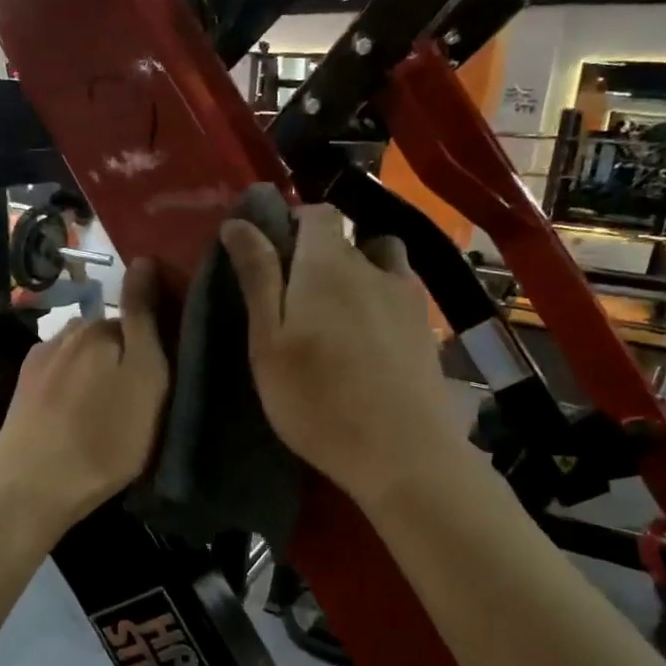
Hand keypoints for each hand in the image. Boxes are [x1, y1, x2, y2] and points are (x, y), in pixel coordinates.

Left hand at [0, 260, 169, 535]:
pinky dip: (74, 389)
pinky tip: (78, 416)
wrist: (32, 487)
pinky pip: (61, 377)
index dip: (155, 339)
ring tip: (108, 409)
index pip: (138, 315)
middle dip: (125, 355)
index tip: (166, 369)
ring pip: (83, 357)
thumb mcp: (146, 378)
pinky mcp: (24, 389)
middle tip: (141, 396)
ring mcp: (40, 360)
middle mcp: (67, 333)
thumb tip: (144, 259)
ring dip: (97, 372)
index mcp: (100, 328)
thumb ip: (144, 318)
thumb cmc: (104, 439)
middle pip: (108, 336)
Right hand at [221, 205, 466, 506]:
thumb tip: (239, 222)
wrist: (402, 452)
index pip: (318, 213)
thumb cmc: (317, 399)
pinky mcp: (426, 327)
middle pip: (348, 237)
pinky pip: (401, 291)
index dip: (295, 222)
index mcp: (328, 265)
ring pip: (381, 260)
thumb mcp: (268, 341)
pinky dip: (382, 297)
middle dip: (320, 253)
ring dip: (360, 269)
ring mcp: (407, 296)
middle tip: (296, 298)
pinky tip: (371, 336)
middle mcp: (373, 267)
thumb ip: (258, 277)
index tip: (274, 254)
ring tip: (339, 310)